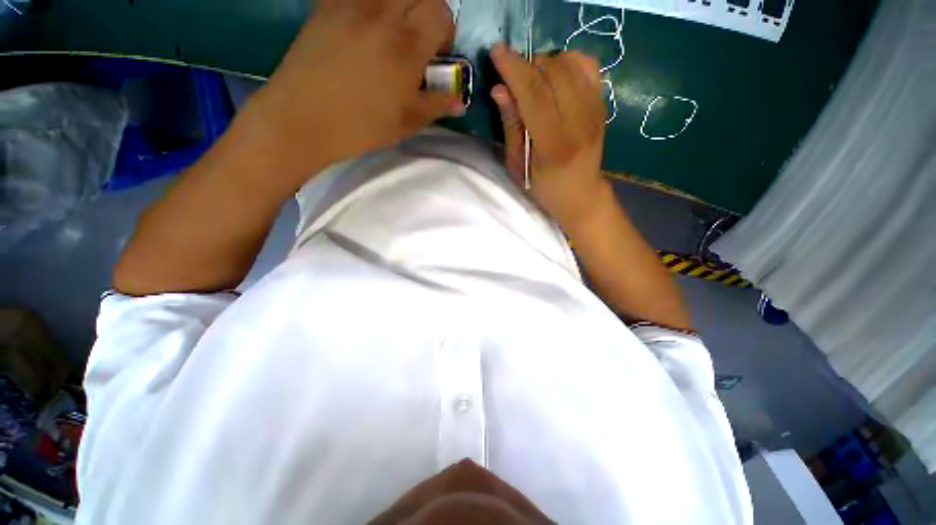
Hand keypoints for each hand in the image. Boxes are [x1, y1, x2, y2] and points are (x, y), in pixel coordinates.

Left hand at [248, 0, 464, 172]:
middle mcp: (383, 15)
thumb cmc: (360, 126)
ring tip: (393, 30)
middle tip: (418, 37)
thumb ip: (435, 106)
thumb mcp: (406, 123)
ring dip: (401, 5)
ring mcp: (352, 4)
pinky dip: (371, 4)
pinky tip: (366, 24)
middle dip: (427, 11)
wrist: (303, 118)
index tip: (437, 52)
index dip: (445, 30)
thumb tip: (460, 102)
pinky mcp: (327, 4)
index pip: (441, 13)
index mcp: (407, 47)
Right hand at [490, 44, 610, 233]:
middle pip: (554, 70)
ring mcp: (596, 110)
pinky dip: (568, 63)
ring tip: (536, 83)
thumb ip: (511, 126)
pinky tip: (557, 79)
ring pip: (572, 62)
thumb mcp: (518, 166)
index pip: (534, 94)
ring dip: (547, 64)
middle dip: (529, 65)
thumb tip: (499, 89)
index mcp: (554, 144)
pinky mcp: (603, 104)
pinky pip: (588, 65)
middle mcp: (580, 122)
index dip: (514, 68)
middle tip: (517, 81)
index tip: (496, 52)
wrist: (581, 194)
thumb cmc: (544, 188)